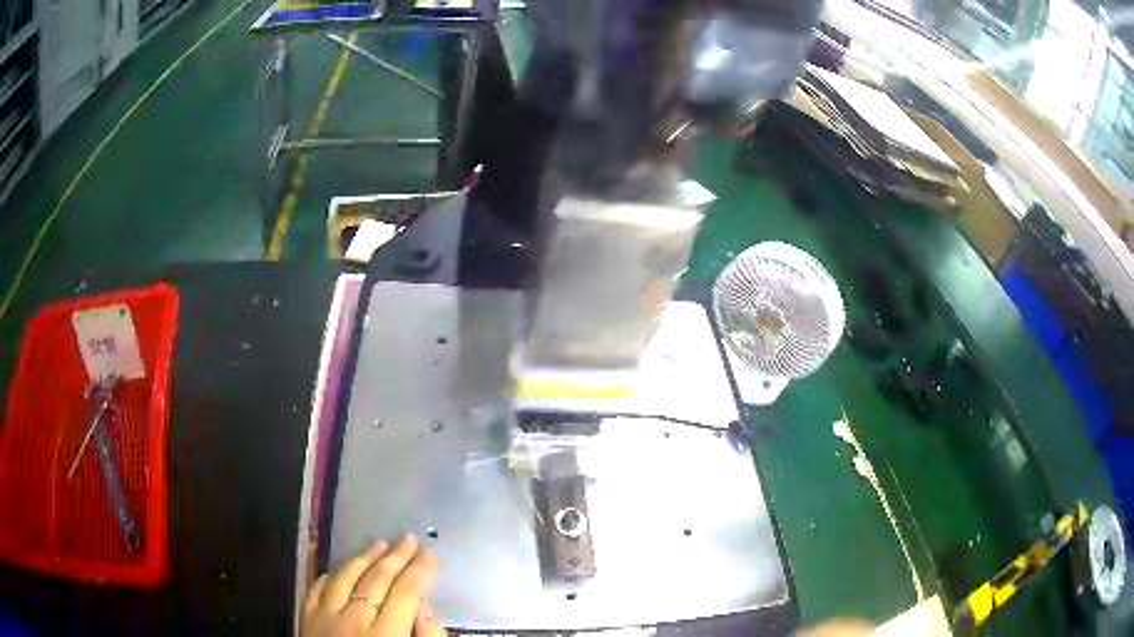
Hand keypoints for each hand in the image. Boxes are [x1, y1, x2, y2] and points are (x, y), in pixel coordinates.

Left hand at [301, 535, 443, 636]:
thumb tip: (425, 609)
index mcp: (384, 635)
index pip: (406, 592)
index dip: (421, 571)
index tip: (432, 555)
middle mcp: (352, 620)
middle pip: (377, 579)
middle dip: (396, 557)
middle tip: (409, 539)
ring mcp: (324, 617)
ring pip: (344, 576)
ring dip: (363, 557)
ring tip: (380, 543)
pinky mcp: (305, 620)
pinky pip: (316, 588)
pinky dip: (330, 575)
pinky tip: (340, 568)